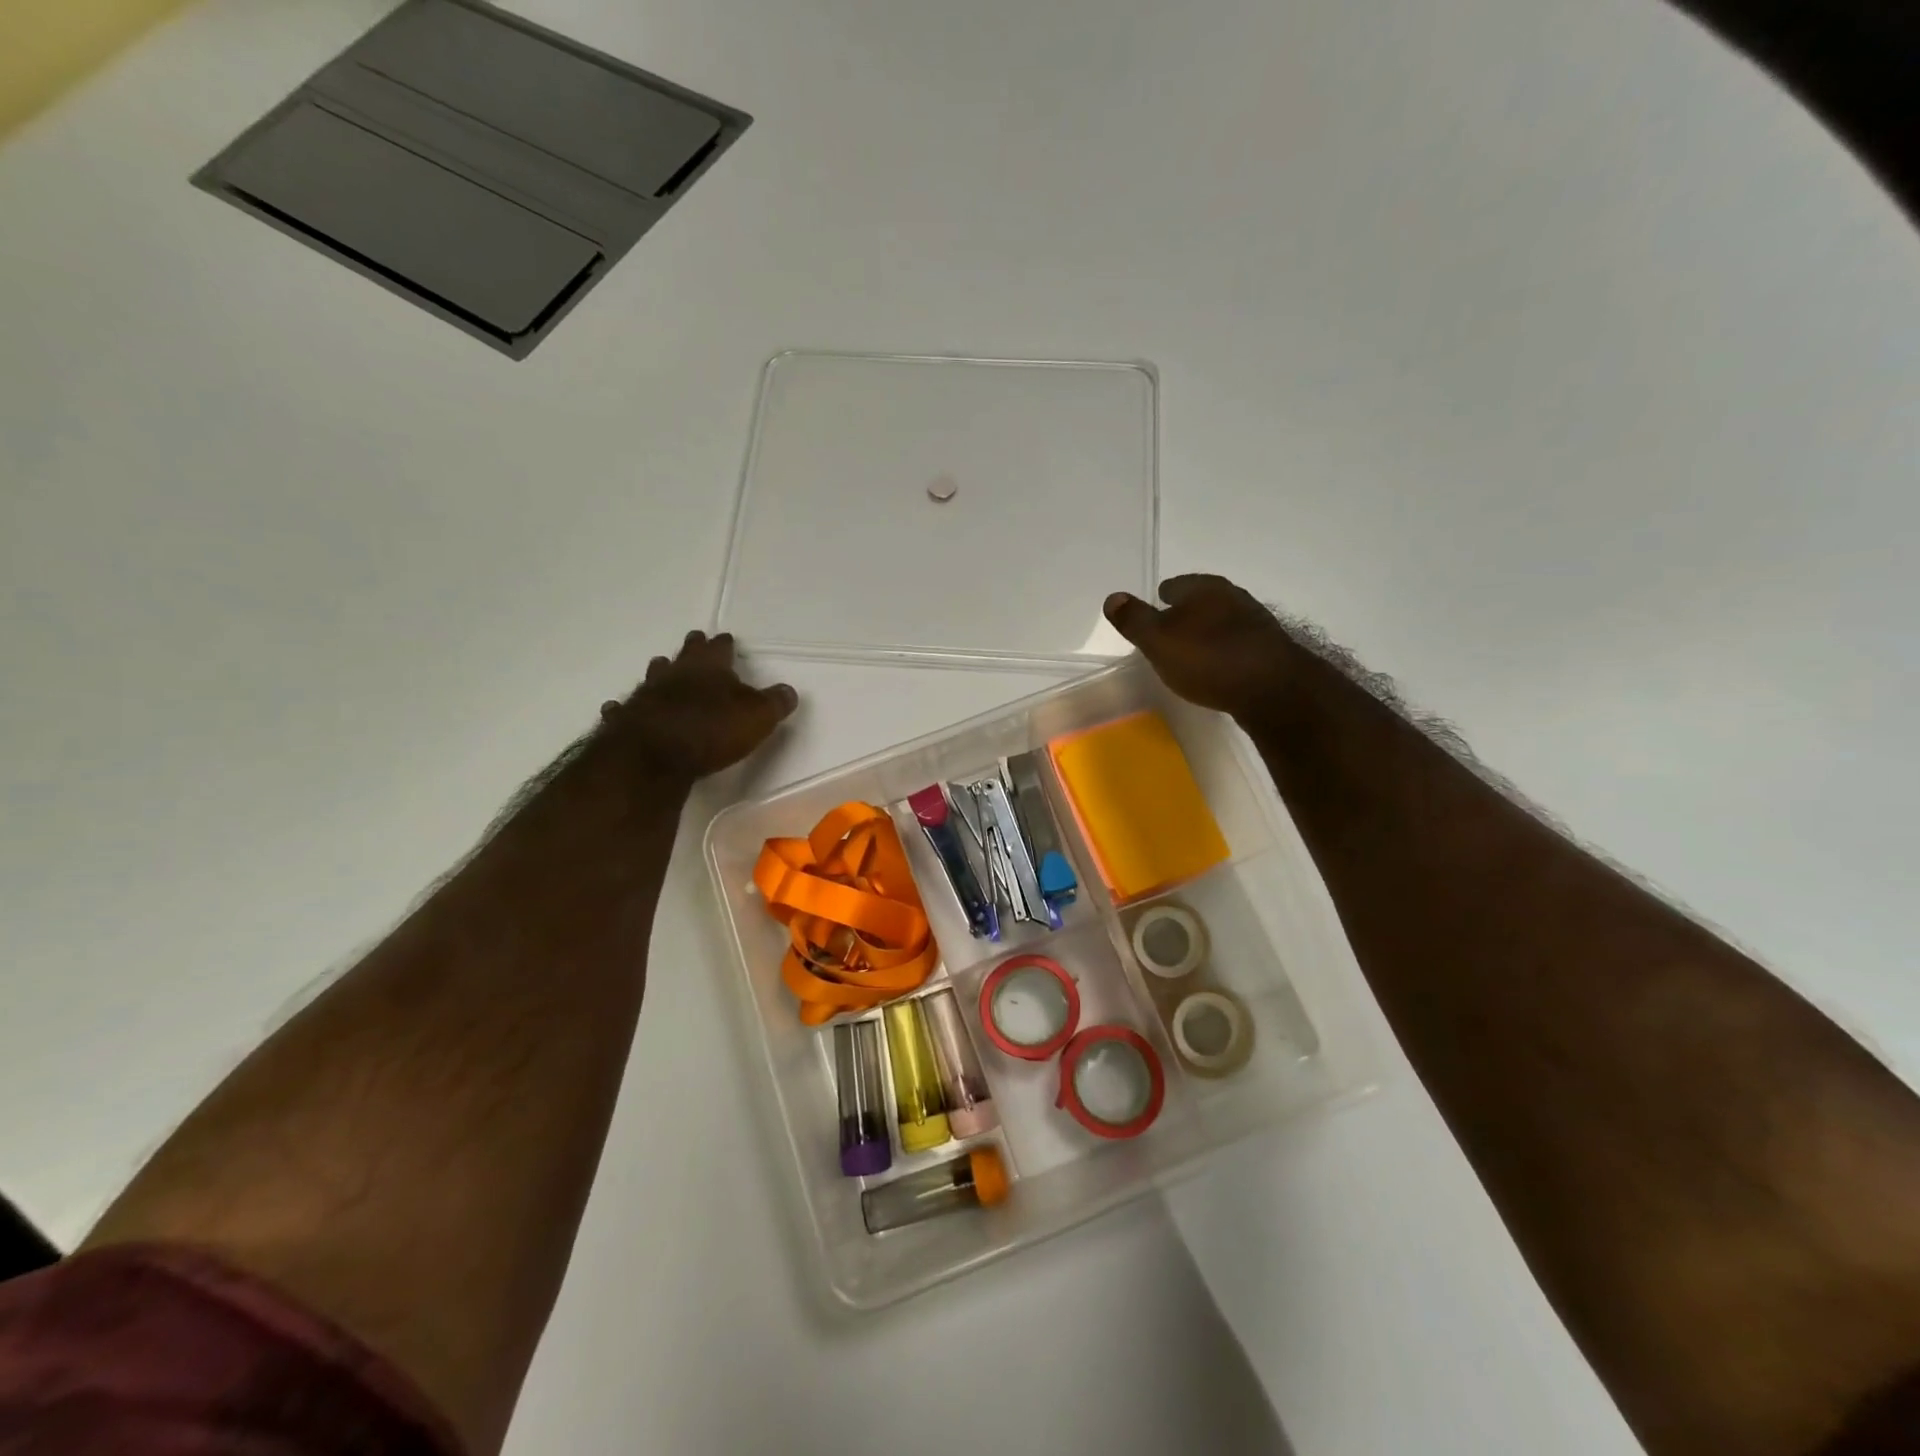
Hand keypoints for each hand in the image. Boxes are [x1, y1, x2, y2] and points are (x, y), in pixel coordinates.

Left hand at [601, 631, 797, 782]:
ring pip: (654, 675)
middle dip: (692, 648)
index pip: (720, 649)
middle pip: (685, 655)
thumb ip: (774, 703)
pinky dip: (624, 707)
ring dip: (660, 671)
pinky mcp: (625, 719)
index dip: (724, 644)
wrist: (654, 755)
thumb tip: (788, 691)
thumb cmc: (712, 730)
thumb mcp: (758, 717)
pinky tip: (617, 707)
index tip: (725, 638)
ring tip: (661, 665)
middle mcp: (676, 674)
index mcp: (710, 668)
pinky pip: (624, 708)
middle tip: (694, 640)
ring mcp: (647, 694)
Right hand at [1103, 575, 1295, 721]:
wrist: (1273, 689)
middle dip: (1188, 612)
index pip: (1177, 584)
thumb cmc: (1208, 659)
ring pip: (1223, 621)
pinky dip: (1226, 651)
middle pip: (1203, 600)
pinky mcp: (1271, 650)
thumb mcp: (1158, 641)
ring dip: (1209, 632)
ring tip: (1193, 651)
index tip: (1156, 607)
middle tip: (1171, 630)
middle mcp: (1234, 597)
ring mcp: (1257, 623)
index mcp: (1205, 589)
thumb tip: (1112, 597)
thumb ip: (1135, 619)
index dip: (1163, 596)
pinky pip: (1239, 644)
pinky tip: (1220, 667)